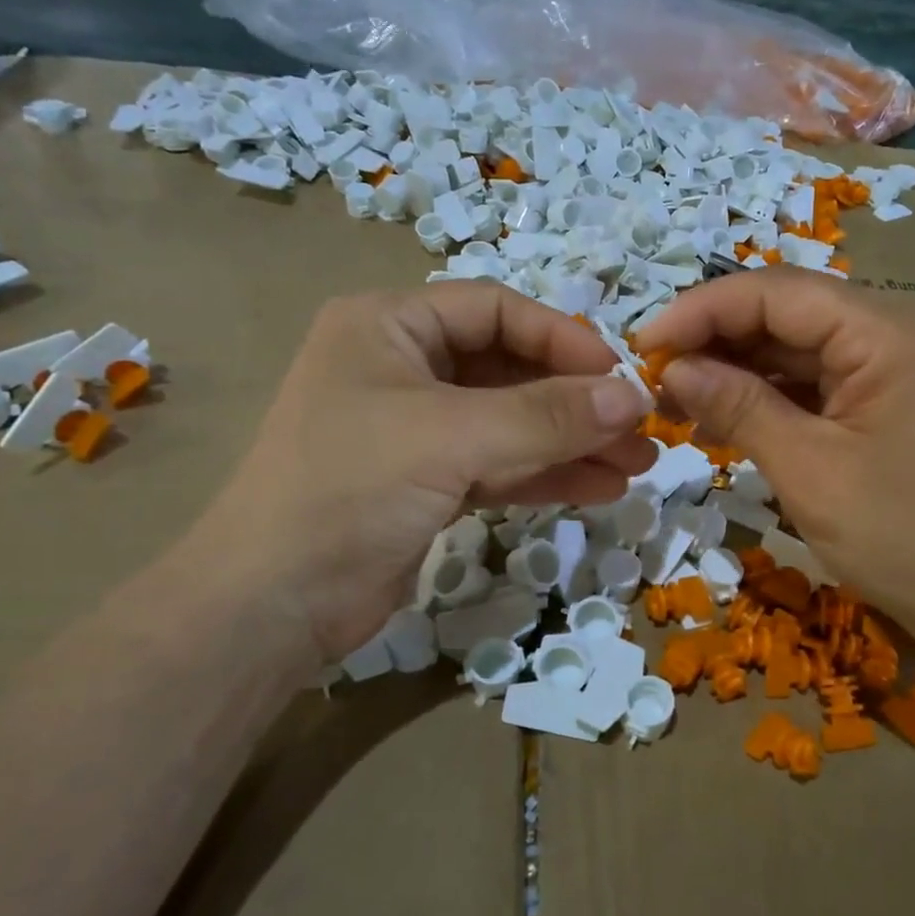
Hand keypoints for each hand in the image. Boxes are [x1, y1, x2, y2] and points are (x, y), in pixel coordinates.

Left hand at [184, 283, 653, 669]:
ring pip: (512, 423)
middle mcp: (403, 367)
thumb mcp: (452, 438)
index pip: (496, 310)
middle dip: (577, 401)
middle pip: (511, 369)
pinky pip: (500, 464)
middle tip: (642, 430)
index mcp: (390, 326)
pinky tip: (600, 488)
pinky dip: (547, 475)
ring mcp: (417, 429)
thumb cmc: (350, 490)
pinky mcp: (428, 482)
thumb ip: (546, 415)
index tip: (621, 377)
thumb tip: (633, 396)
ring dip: (573, 442)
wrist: (272, 605)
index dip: (562, 339)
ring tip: (637, 464)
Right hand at [635, 269, 914, 663]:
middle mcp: (897, 335)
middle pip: (789, 315)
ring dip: (737, 371)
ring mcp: (895, 370)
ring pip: (798, 350)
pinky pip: (817, 384)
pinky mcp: (888, 404)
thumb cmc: (901, 538)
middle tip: (653, 376)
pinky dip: (768, 397)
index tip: (644, 343)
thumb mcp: (808, 470)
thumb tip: (673, 368)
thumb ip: (739, 407)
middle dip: (717, 340)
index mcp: (890, 333)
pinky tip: (722, 417)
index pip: (779, 292)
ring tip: (675, 401)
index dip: (703, 310)